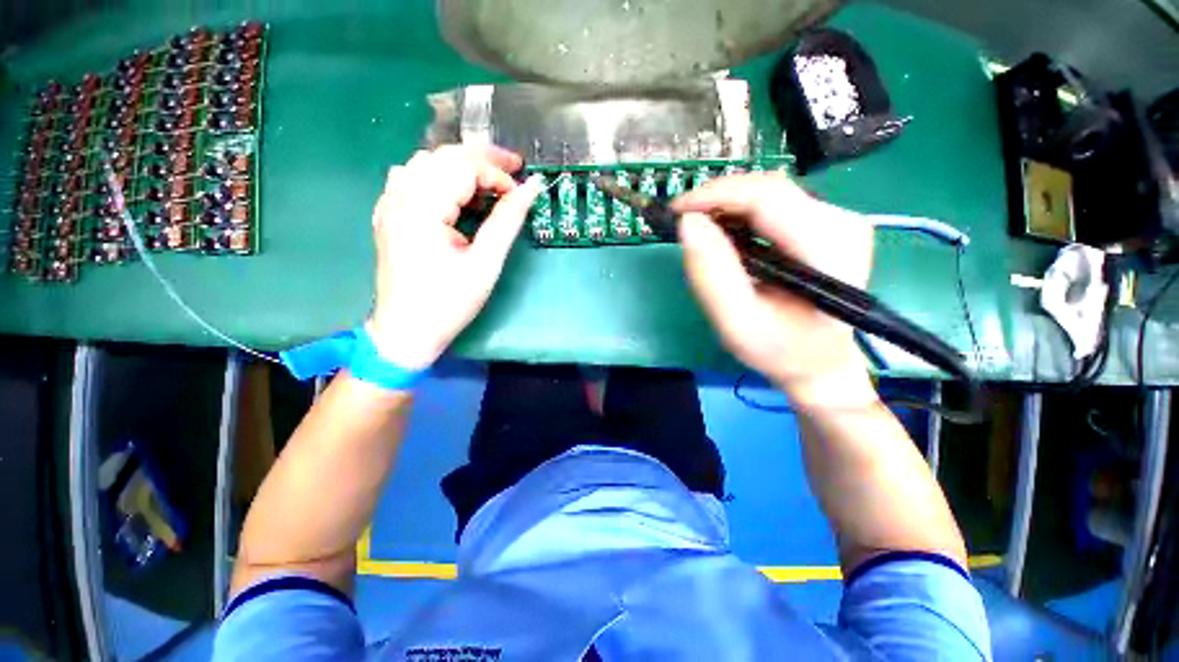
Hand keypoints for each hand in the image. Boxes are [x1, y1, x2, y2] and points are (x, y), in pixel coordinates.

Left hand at [367, 145, 541, 369]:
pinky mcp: (388, 215)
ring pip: (426, 162)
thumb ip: (508, 221)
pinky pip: (412, 177)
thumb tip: (532, 188)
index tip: (520, 195)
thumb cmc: (450, 303)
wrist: (407, 332)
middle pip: (442, 156)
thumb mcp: (486, 263)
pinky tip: (455, 196)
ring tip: (488, 187)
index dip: (497, 174)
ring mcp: (389, 204)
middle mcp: (399, 197)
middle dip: (482, 160)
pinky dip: (440, 177)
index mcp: (422, 210)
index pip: (463, 167)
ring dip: (461, 167)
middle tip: (514, 172)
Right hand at [673, 172, 877, 409]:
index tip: (676, 212)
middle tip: (683, 223)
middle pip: (768, 189)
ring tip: (699, 231)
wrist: (820, 362)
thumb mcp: (737, 323)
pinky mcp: (825, 224)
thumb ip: (712, 275)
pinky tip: (724, 234)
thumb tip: (688, 223)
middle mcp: (841, 222)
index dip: (715, 196)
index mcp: (827, 248)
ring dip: (727, 206)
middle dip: (717, 199)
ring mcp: (837, 219)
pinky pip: (774, 204)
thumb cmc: (780, 350)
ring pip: (768, 192)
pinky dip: (740, 214)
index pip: (766, 197)